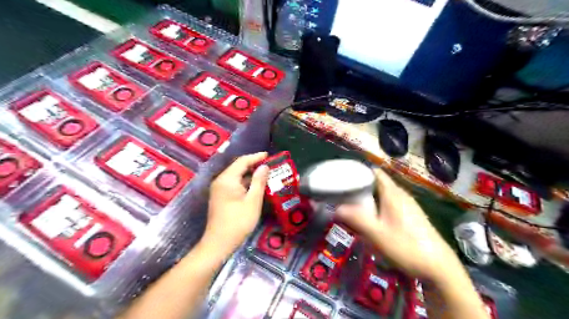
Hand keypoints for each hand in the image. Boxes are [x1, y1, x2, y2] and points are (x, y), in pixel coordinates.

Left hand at [202, 152, 268, 256]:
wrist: (219, 243)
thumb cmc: (238, 222)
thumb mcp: (253, 201)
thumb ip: (259, 182)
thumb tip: (264, 166)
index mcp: (227, 179)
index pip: (242, 161)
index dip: (256, 157)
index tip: (269, 155)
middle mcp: (221, 181)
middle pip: (238, 167)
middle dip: (254, 164)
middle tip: (270, 165)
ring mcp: (219, 189)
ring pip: (237, 176)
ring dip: (250, 174)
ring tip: (266, 174)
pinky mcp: (221, 197)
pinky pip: (234, 184)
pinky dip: (245, 182)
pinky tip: (256, 186)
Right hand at [336, 168, 460, 282]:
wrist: (440, 268)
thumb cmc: (406, 247)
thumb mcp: (377, 234)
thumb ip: (356, 219)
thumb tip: (336, 208)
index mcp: (393, 194)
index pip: (375, 172)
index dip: (360, 171)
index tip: (344, 177)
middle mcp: (402, 195)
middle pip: (379, 183)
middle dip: (362, 186)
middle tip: (345, 193)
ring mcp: (409, 205)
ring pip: (385, 194)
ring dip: (370, 196)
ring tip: (354, 204)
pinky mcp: (412, 215)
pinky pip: (391, 203)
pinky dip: (379, 205)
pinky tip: (373, 218)